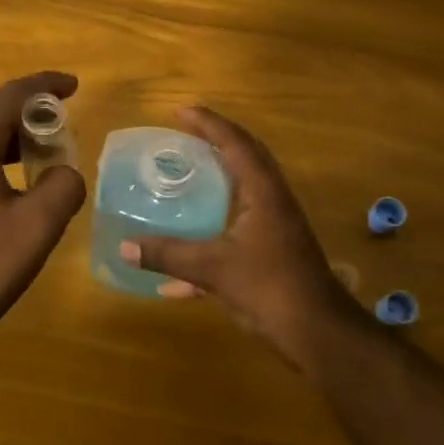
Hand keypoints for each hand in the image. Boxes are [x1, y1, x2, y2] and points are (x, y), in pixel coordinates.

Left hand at [0, 72, 86, 364]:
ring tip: (44, 153)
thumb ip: (63, 188)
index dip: (45, 86)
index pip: (11, 95)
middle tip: (64, 126)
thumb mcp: (35, 229)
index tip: (74, 86)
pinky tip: (11, 185)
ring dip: (11, 138)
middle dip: (30, 113)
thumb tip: (65, 173)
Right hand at [121, 106, 354, 364]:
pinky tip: (181, 274)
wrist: (318, 334)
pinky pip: (238, 228)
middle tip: (183, 136)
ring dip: (217, 179)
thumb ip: (168, 255)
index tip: (180, 111)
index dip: (208, 123)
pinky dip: (213, 232)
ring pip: (244, 191)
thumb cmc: (270, 288)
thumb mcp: (213, 269)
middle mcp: (272, 201)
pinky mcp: (273, 253)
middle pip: (245, 158)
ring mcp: (276, 227)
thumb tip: (125, 247)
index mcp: (263, 192)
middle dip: (215, 143)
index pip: (235, 143)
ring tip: (186, 175)